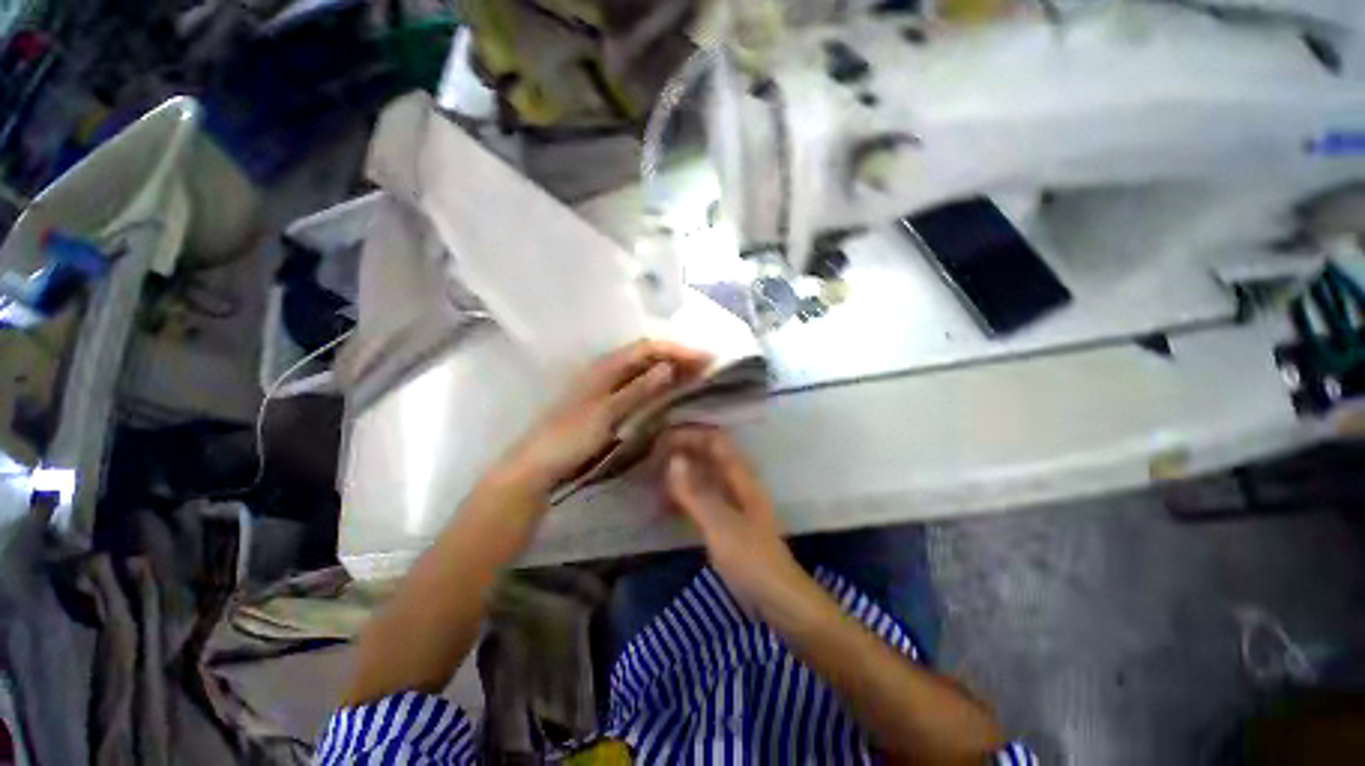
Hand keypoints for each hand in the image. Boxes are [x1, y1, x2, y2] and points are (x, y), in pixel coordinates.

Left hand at [502, 340, 711, 495]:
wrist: (539, 464)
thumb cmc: (570, 437)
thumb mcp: (607, 413)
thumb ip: (638, 390)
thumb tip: (668, 367)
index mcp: (605, 366)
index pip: (648, 348)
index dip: (678, 350)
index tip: (705, 359)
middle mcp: (607, 370)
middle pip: (647, 356)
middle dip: (677, 357)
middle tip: (706, 367)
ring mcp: (606, 386)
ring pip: (644, 371)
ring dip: (669, 370)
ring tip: (696, 376)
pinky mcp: (608, 402)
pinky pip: (638, 387)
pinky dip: (657, 386)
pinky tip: (669, 392)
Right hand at [657, 425, 813, 617]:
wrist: (779, 600)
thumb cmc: (752, 560)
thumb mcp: (721, 526)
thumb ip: (696, 493)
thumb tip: (673, 459)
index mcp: (740, 477)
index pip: (714, 441)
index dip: (689, 435)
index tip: (659, 440)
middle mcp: (737, 483)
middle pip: (708, 455)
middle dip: (681, 451)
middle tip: (650, 458)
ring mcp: (732, 502)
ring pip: (703, 476)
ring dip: (680, 473)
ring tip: (652, 477)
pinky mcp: (727, 522)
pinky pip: (701, 498)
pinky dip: (683, 495)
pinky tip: (666, 504)